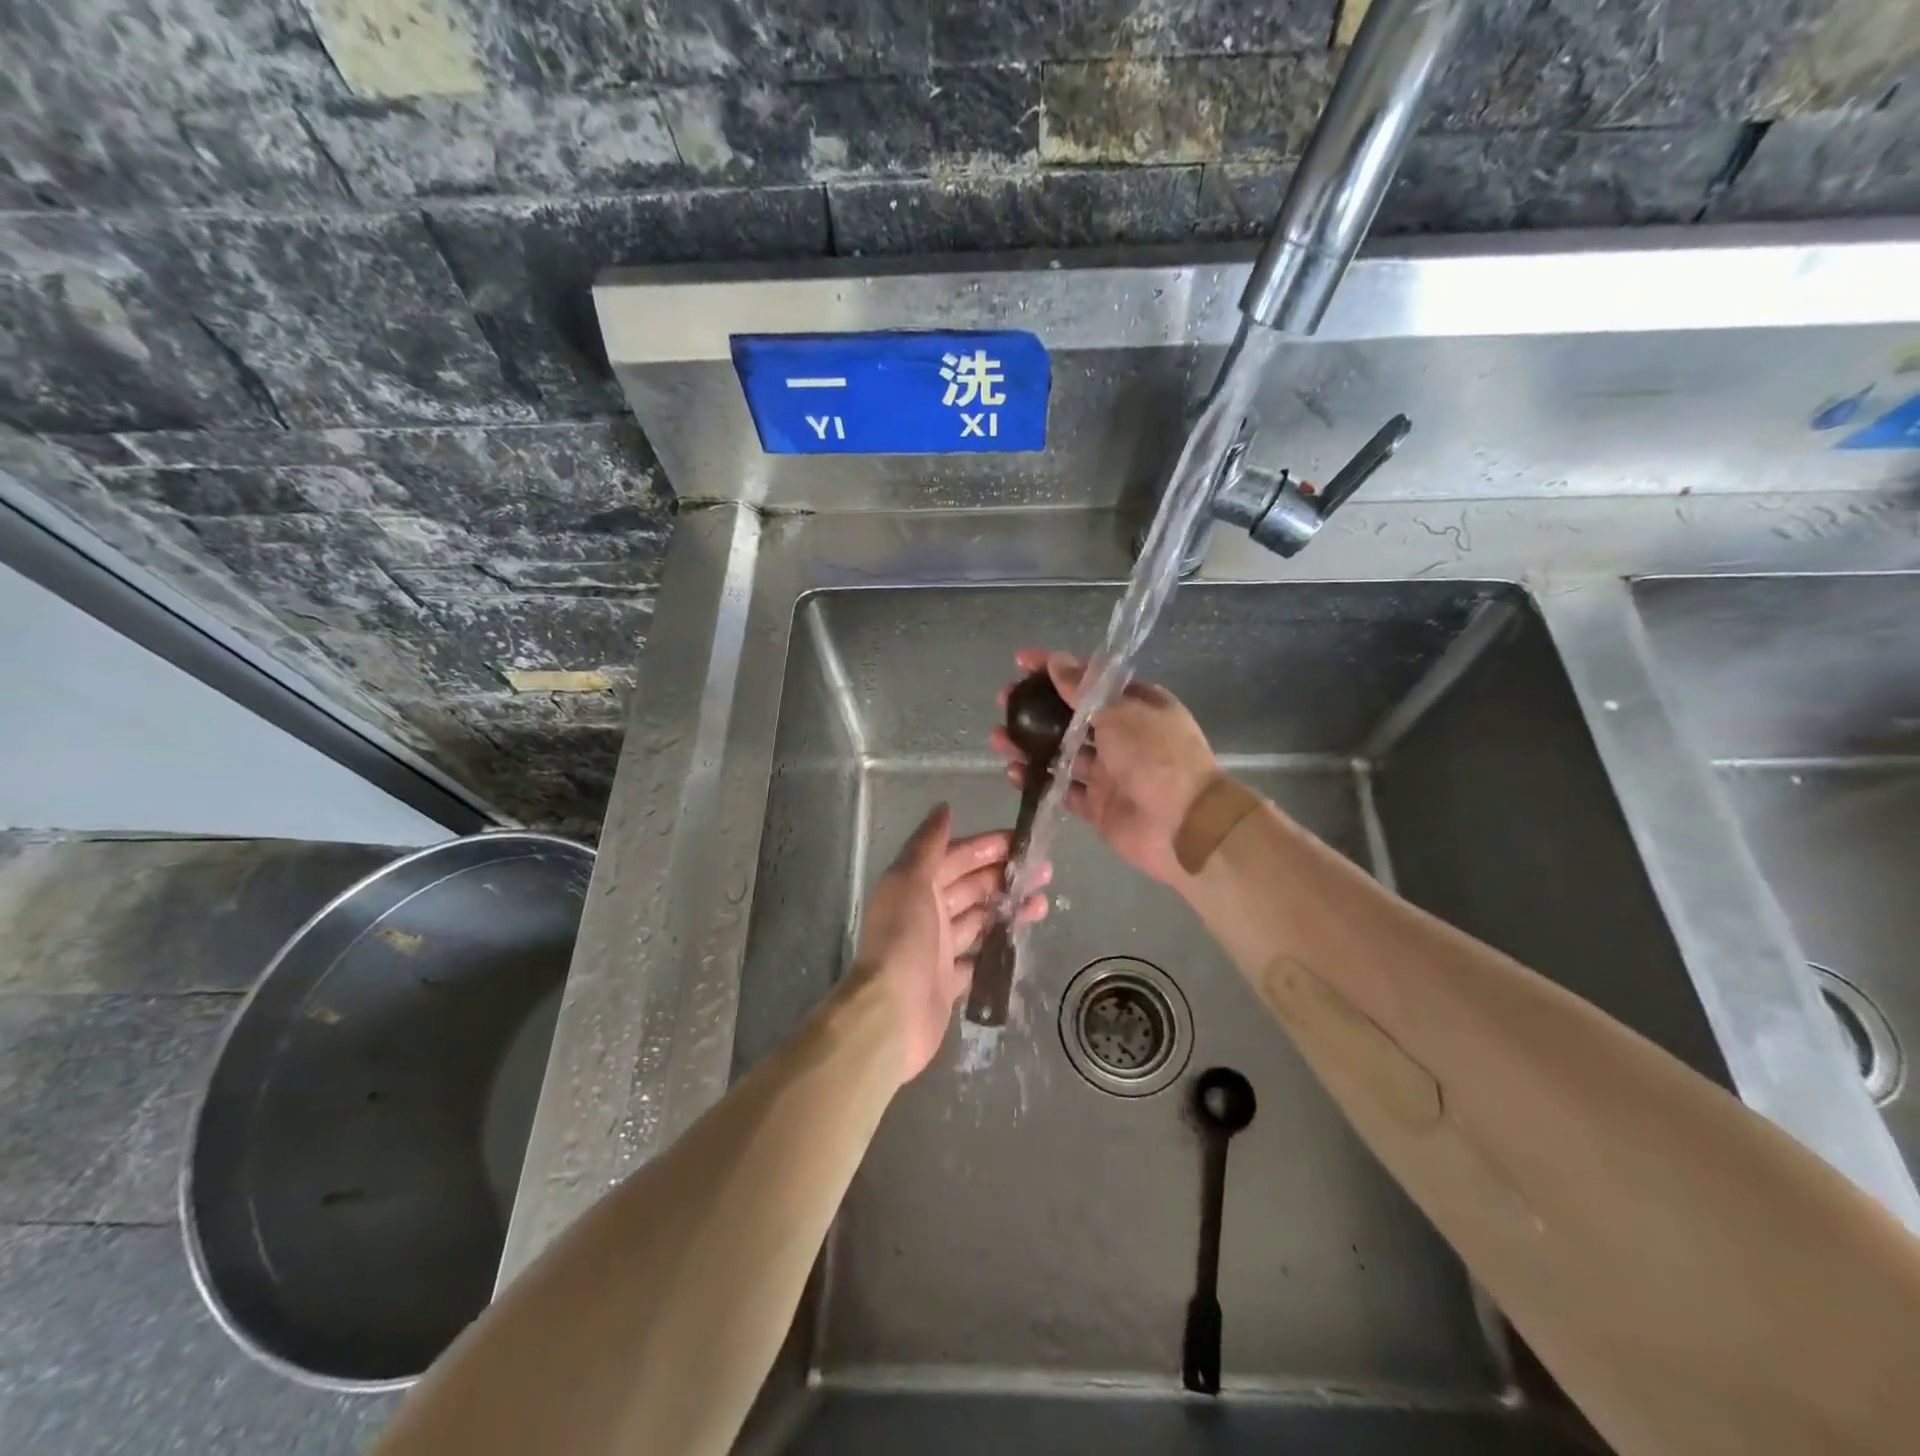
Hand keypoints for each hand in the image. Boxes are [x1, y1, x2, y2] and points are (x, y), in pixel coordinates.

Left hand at [846, 804, 1048, 1083]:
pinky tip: (1023, 940)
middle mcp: (925, 911)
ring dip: (1008, 908)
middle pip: (970, 886)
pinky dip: (998, 947)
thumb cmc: (903, 937)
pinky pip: (978, 958)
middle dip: (1004, 875)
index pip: (955, 857)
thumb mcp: (911, 879)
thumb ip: (928, 844)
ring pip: (979, 919)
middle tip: (1043, 871)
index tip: (1021, 841)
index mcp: (915, 884)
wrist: (891, 1012)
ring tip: (1042, 903)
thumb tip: (944, 807)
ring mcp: (937, 948)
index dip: (986, 847)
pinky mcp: (949, 981)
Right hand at [990, 649, 1219, 887]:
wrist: (1183, 825)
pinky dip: (1037, 780)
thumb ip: (1083, 690)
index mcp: (1137, 705)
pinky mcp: (1098, 806)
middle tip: (1004, 700)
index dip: (1056, 668)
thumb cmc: (1156, 756)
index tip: (1021, 661)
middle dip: (1036, 707)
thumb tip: (1056, 661)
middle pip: (1071, 717)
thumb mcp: (1120, 712)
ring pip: (1062, 754)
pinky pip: (1062, 789)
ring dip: (1030, 744)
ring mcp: (1110, 773)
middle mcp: (1123, 736)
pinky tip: (1011, 771)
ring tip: (997, 736)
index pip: (1090, 680)